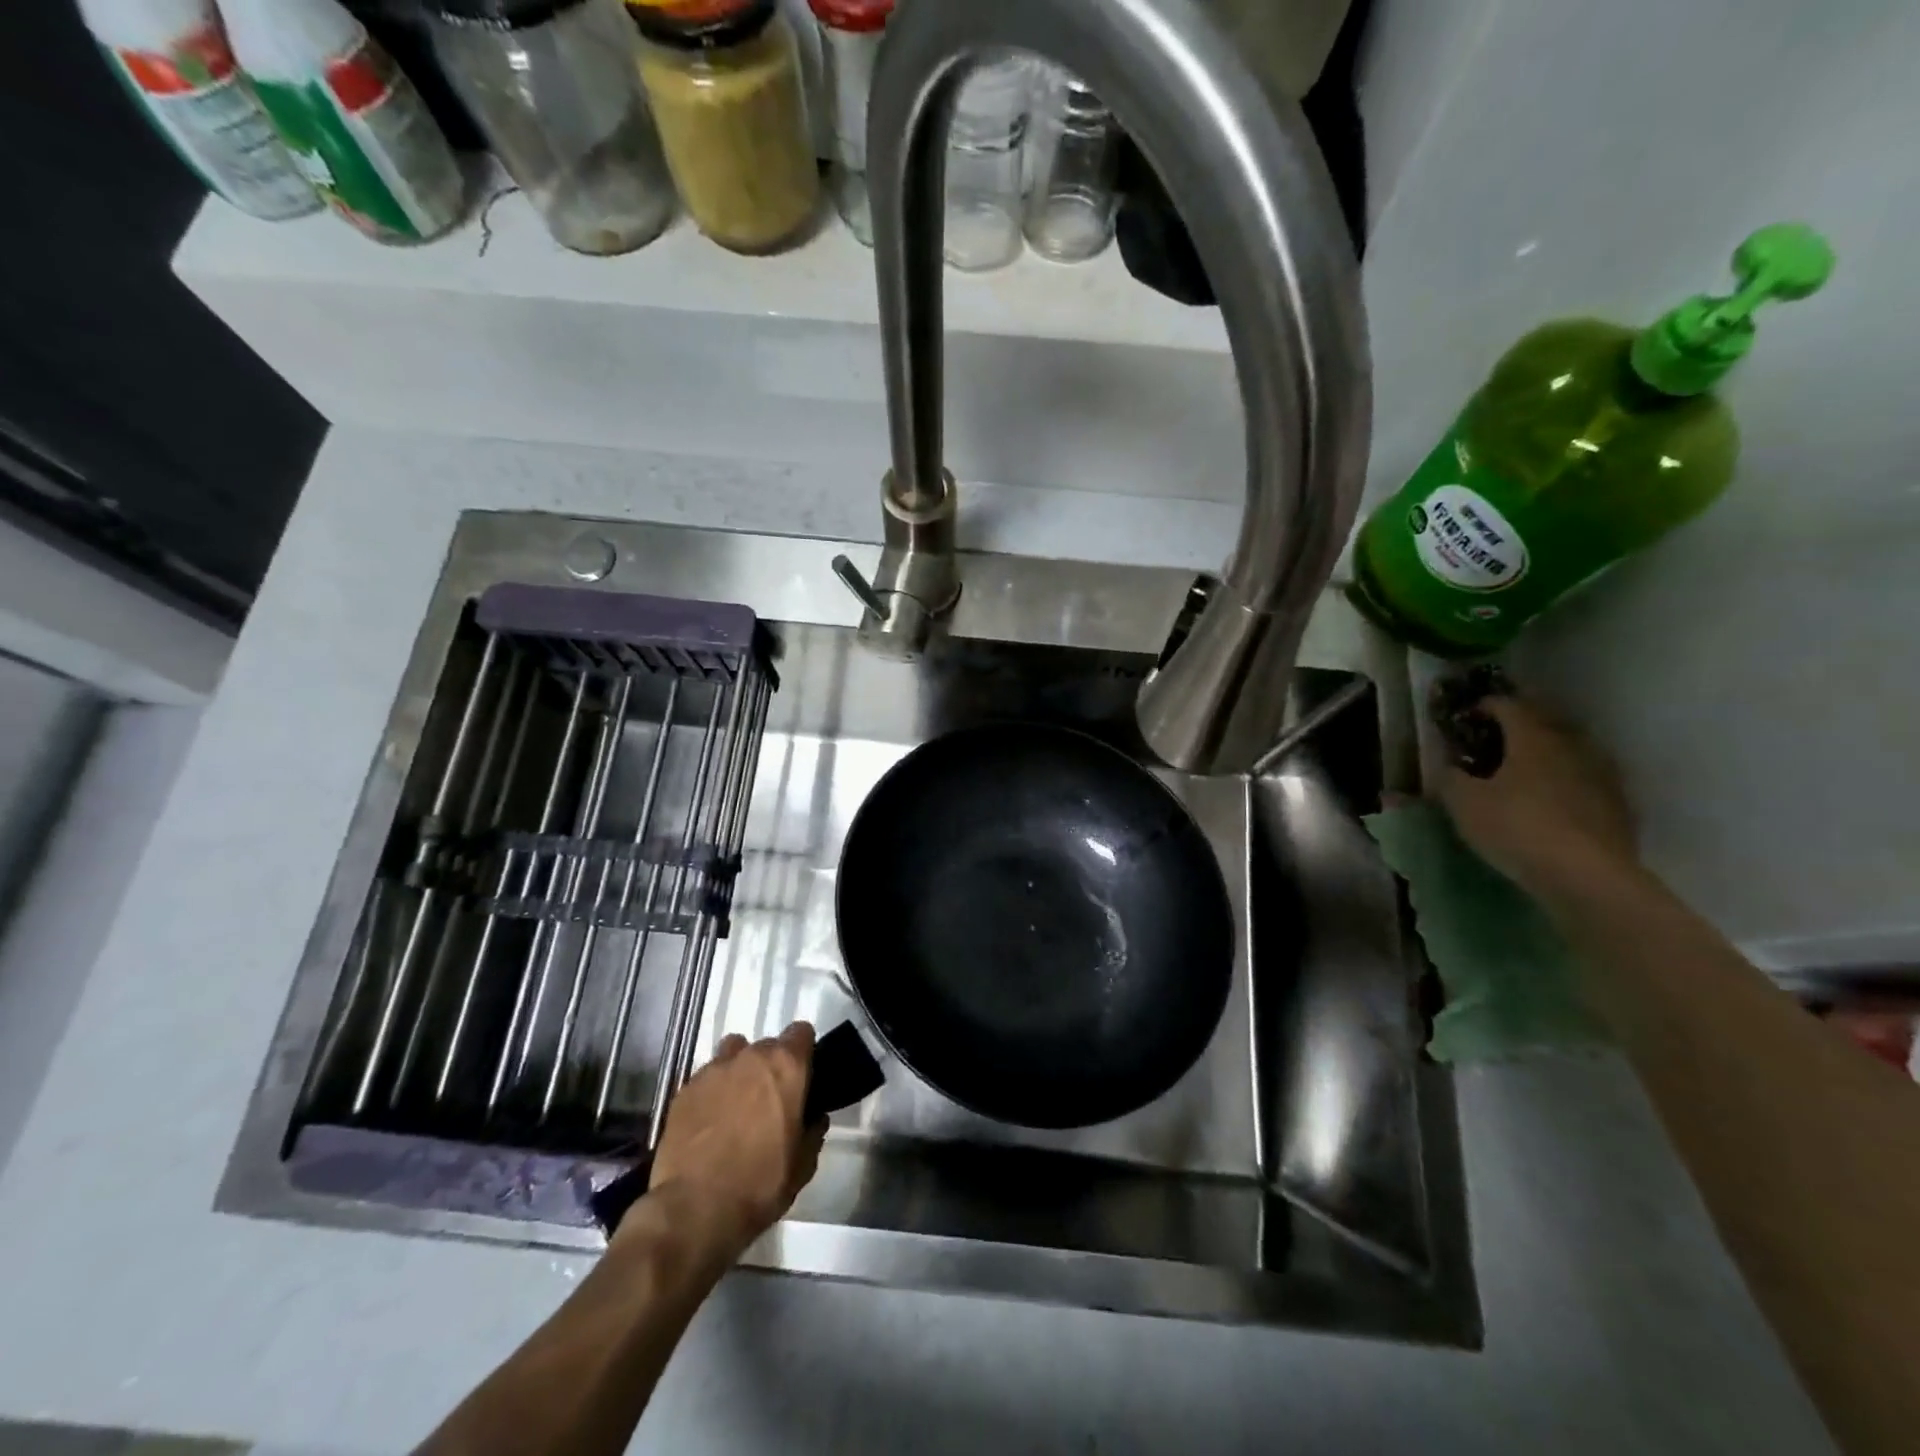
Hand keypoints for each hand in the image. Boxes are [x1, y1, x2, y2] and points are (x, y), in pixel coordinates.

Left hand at [641, 1022, 822, 1263]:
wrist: (695, 1209)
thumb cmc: (760, 1184)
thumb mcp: (803, 1165)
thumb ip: (813, 1132)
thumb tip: (813, 1119)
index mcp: (786, 1066)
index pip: (801, 1032)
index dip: (803, 1052)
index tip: (802, 1076)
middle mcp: (751, 1057)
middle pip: (767, 1045)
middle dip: (770, 1066)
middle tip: (770, 1100)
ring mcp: (713, 1070)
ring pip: (733, 1054)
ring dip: (739, 1070)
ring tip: (736, 1104)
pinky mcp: (684, 1089)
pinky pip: (706, 1078)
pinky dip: (711, 1092)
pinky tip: (708, 1122)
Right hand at [1438, 695, 1639, 901]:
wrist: (1588, 876)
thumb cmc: (1516, 828)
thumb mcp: (1464, 803)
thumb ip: (1450, 776)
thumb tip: (1448, 764)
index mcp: (1533, 737)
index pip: (1508, 705)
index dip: (1485, 706)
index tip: (1466, 717)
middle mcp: (1571, 745)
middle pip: (1545, 720)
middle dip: (1519, 724)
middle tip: (1494, 739)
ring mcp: (1601, 773)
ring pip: (1570, 747)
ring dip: (1546, 751)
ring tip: (1523, 769)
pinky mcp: (1618, 802)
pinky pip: (1586, 776)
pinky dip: (1566, 777)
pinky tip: (1552, 798)